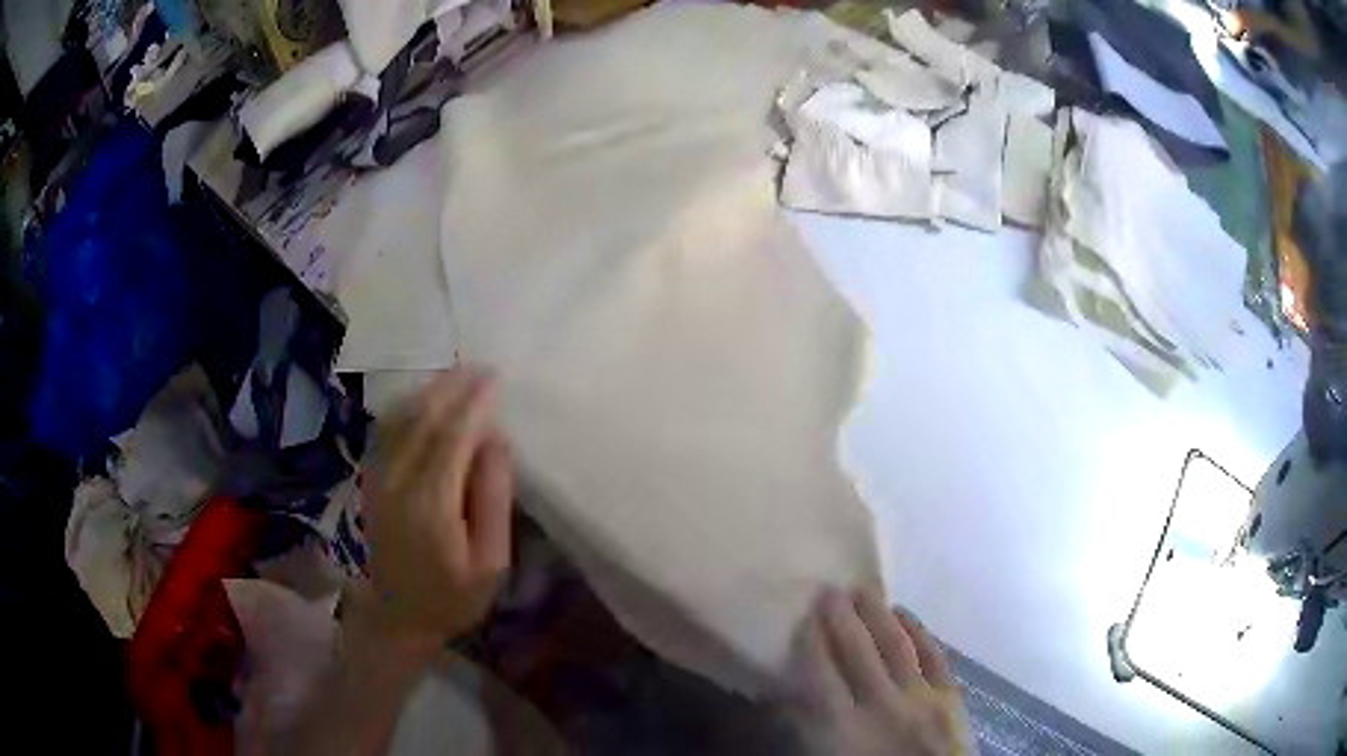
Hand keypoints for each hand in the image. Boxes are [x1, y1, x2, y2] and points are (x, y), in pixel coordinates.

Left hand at [359, 368, 514, 650]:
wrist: (395, 617)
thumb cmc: (452, 597)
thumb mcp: (490, 562)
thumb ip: (493, 499)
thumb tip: (495, 440)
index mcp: (430, 503)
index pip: (452, 436)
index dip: (474, 403)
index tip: (495, 378)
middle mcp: (396, 480)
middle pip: (422, 417)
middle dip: (452, 387)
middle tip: (480, 368)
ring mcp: (377, 478)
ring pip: (400, 418)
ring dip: (429, 392)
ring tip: (457, 376)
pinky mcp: (370, 480)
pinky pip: (387, 430)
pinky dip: (408, 407)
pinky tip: (425, 400)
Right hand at [787, 588, 973, 755]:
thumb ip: (811, 730)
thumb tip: (792, 697)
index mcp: (844, 728)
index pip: (822, 675)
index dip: (812, 643)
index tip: (805, 618)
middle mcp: (881, 706)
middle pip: (858, 652)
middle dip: (842, 619)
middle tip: (831, 591)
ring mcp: (921, 698)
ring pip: (896, 646)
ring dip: (878, 616)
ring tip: (864, 591)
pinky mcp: (950, 697)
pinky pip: (933, 655)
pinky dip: (918, 631)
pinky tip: (904, 614)